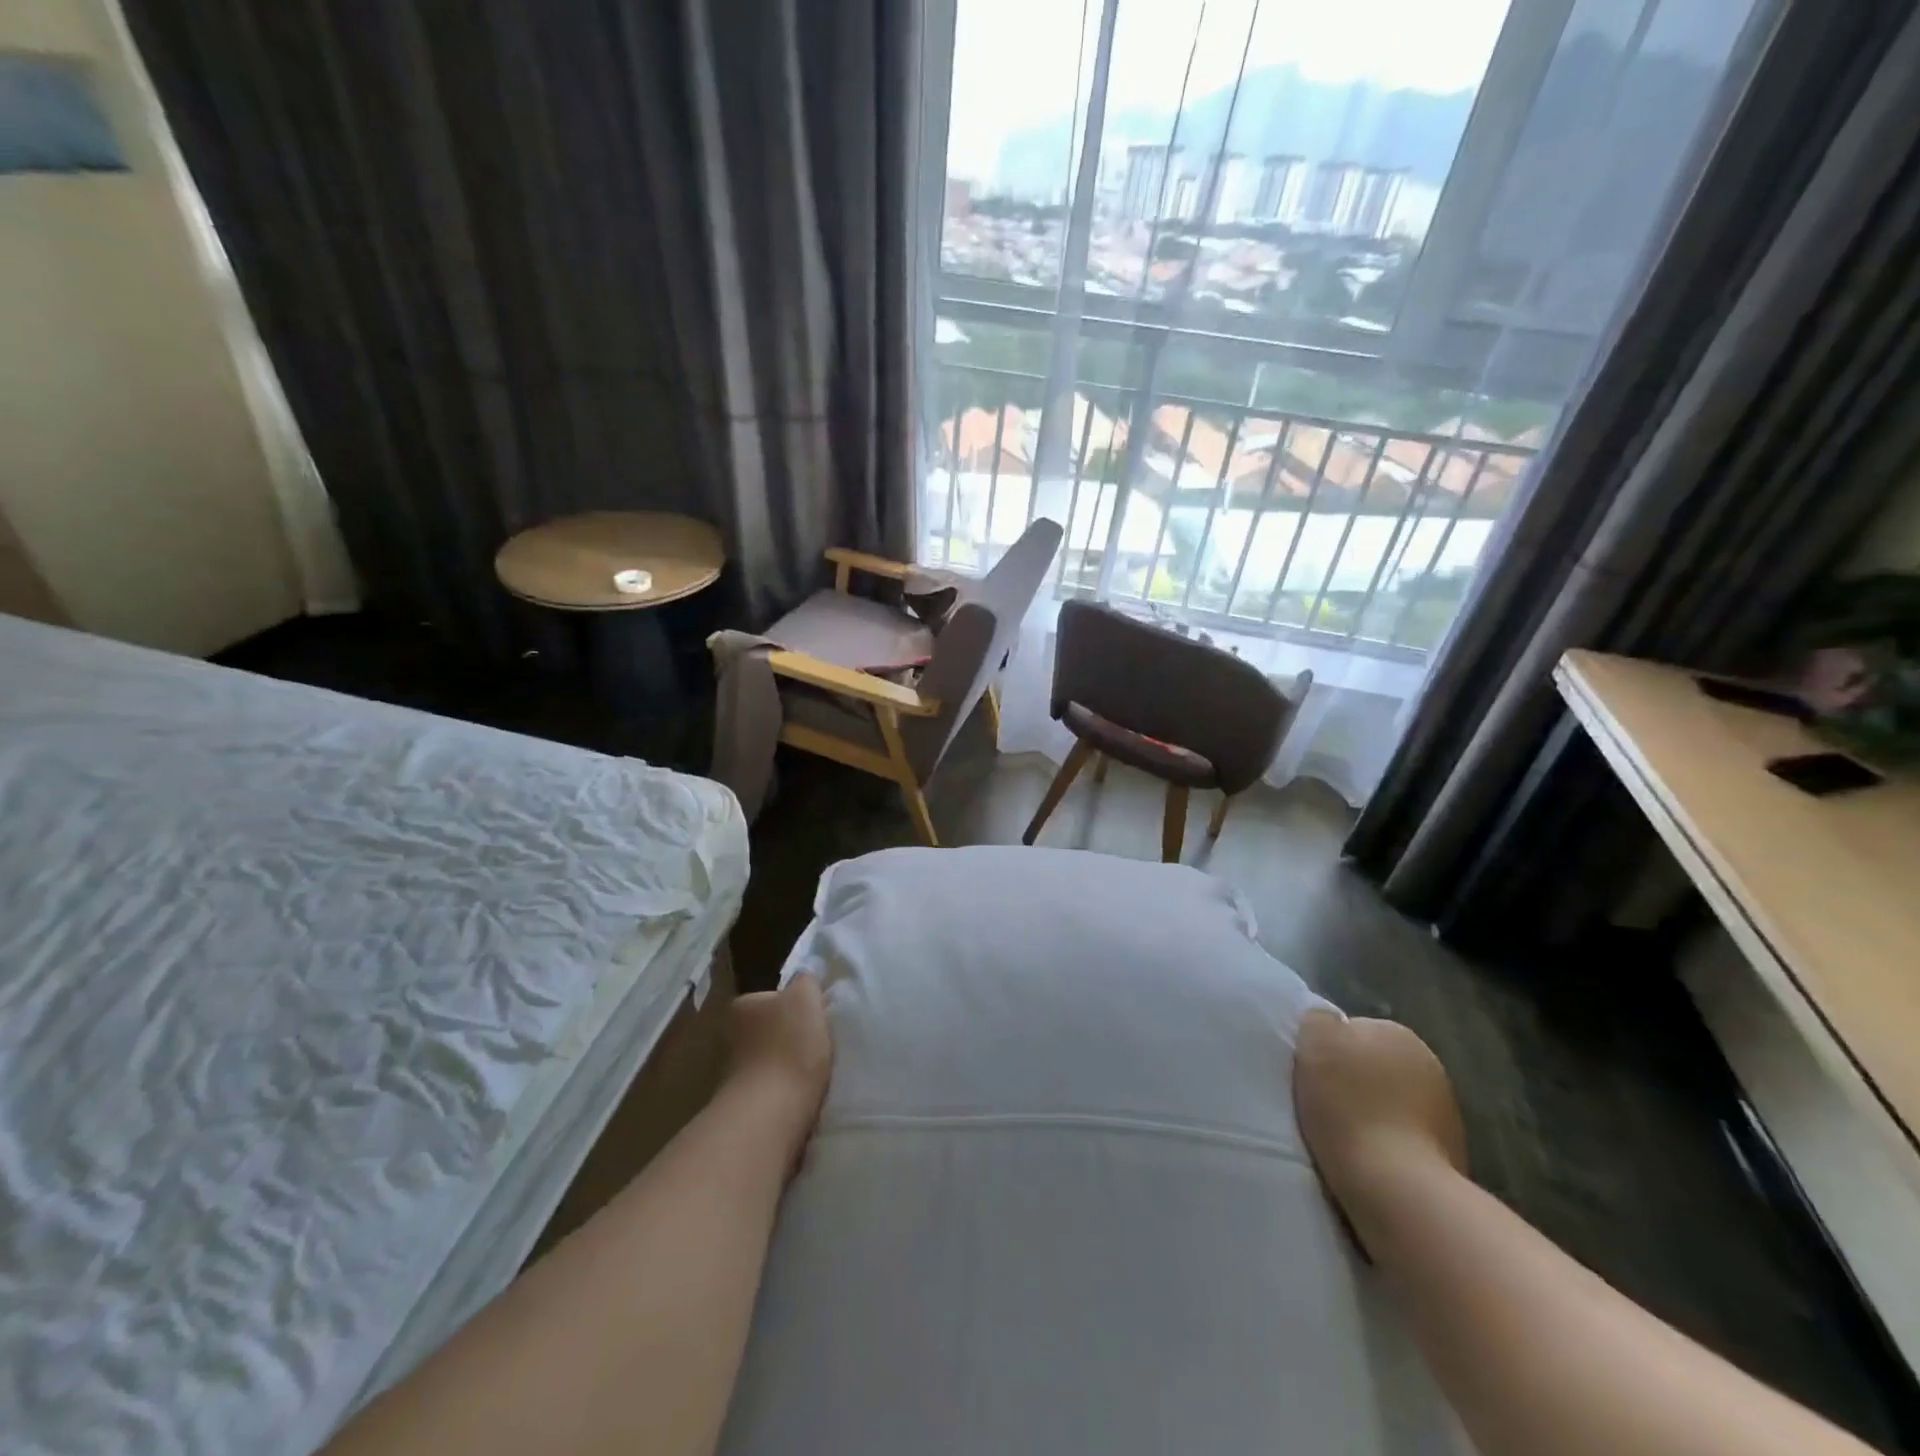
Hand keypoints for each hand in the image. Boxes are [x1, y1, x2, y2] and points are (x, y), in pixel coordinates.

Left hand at [725, 975, 832, 1163]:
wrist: (773, 1113)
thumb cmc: (789, 1046)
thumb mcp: (805, 996)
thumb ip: (806, 981)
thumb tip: (805, 981)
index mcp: (743, 1006)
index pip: (775, 997)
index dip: (800, 1005)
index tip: (818, 1017)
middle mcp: (732, 1036)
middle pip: (774, 1029)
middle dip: (794, 1036)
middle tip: (821, 1043)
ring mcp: (736, 1073)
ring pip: (775, 1060)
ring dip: (792, 1065)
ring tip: (817, 1072)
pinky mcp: (748, 1105)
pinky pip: (775, 1089)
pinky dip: (789, 1090)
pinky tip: (806, 1094)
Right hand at [1293, 1010, 1467, 1232]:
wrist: (1397, 1187)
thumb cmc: (1350, 1105)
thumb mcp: (1315, 1041)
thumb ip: (1319, 1020)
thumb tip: (1326, 1022)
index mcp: (1398, 1033)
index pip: (1353, 1031)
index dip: (1327, 1051)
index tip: (1311, 1074)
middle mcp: (1430, 1065)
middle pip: (1374, 1067)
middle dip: (1353, 1083)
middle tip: (1322, 1104)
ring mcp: (1446, 1114)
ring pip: (1391, 1104)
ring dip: (1371, 1115)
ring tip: (1342, 1138)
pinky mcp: (1451, 1158)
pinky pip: (1405, 1140)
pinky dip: (1388, 1146)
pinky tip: (1367, 1161)